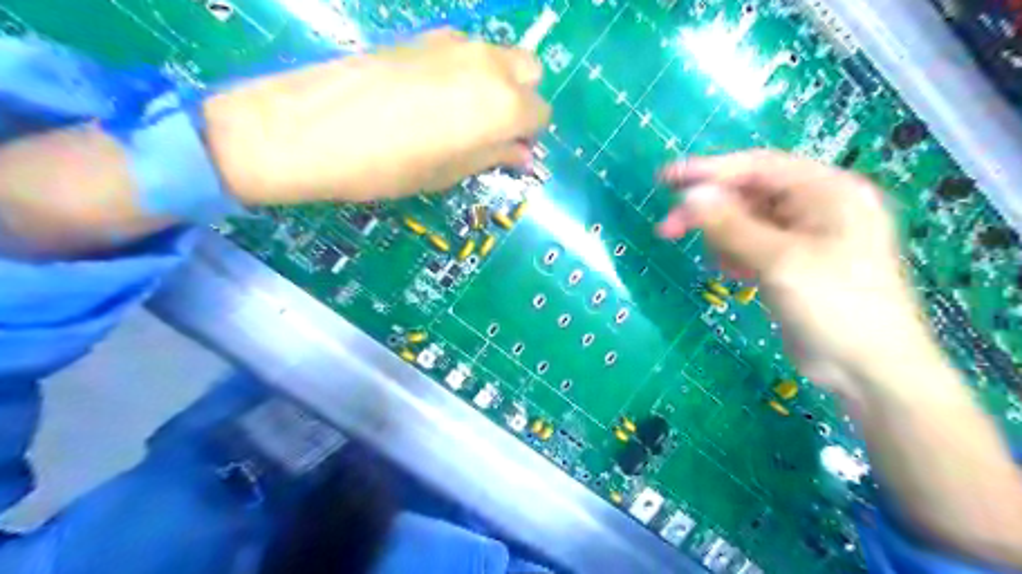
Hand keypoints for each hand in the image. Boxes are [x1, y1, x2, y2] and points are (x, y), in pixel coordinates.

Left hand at [202, 30, 549, 202]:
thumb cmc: (390, 167)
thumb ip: (494, 156)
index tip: (508, 150)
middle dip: (521, 98)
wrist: (314, 129)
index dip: (528, 135)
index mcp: (503, 105)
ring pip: (498, 55)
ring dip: (496, 81)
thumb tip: (522, 154)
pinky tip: (433, 94)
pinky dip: (466, 69)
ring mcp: (456, 43)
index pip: (540, 114)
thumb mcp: (450, 172)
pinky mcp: (425, 35)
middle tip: (492, 128)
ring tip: (461, 113)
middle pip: (529, 71)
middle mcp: (489, 65)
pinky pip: (465, 49)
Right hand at [659, 150, 935, 403]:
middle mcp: (816, 205)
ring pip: (745, 222)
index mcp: (827, 190)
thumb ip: (731, 226)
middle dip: (708, 211)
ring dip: (722, 238)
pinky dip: (734, 255)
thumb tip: (689, 196)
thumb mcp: (780, 261)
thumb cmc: (835, 307)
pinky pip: (751, 245)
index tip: (666, 179)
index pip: (758, 167)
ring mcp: (804, 235)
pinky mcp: (791, 262)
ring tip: (722, 265)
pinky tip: (735, 274)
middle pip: (748, 194)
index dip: (709, 170)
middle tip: (666, 229)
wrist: (868, 370)